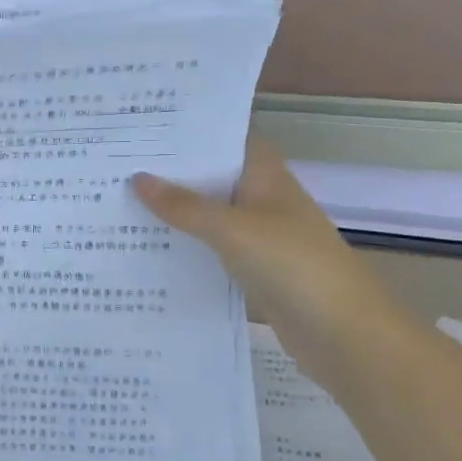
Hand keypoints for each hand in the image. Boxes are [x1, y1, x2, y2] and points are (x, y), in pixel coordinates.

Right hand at [132, 135, 384, 335]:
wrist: (343, 334)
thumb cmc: (292, 264)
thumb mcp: (232, 229)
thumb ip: (184, 205)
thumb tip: (137, 178)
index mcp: (265, 175)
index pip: (227, 138)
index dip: (192, 131)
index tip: (146, 127)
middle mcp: (262, 199)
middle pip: (214, 177)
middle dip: (173, 171)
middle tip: (118, 162)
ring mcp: (260, 236)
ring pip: (211, 215)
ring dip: (176, 211)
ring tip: (121, 200)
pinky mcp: (255, 270)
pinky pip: (213, 249)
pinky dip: (188, 246)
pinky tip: (150, 247)